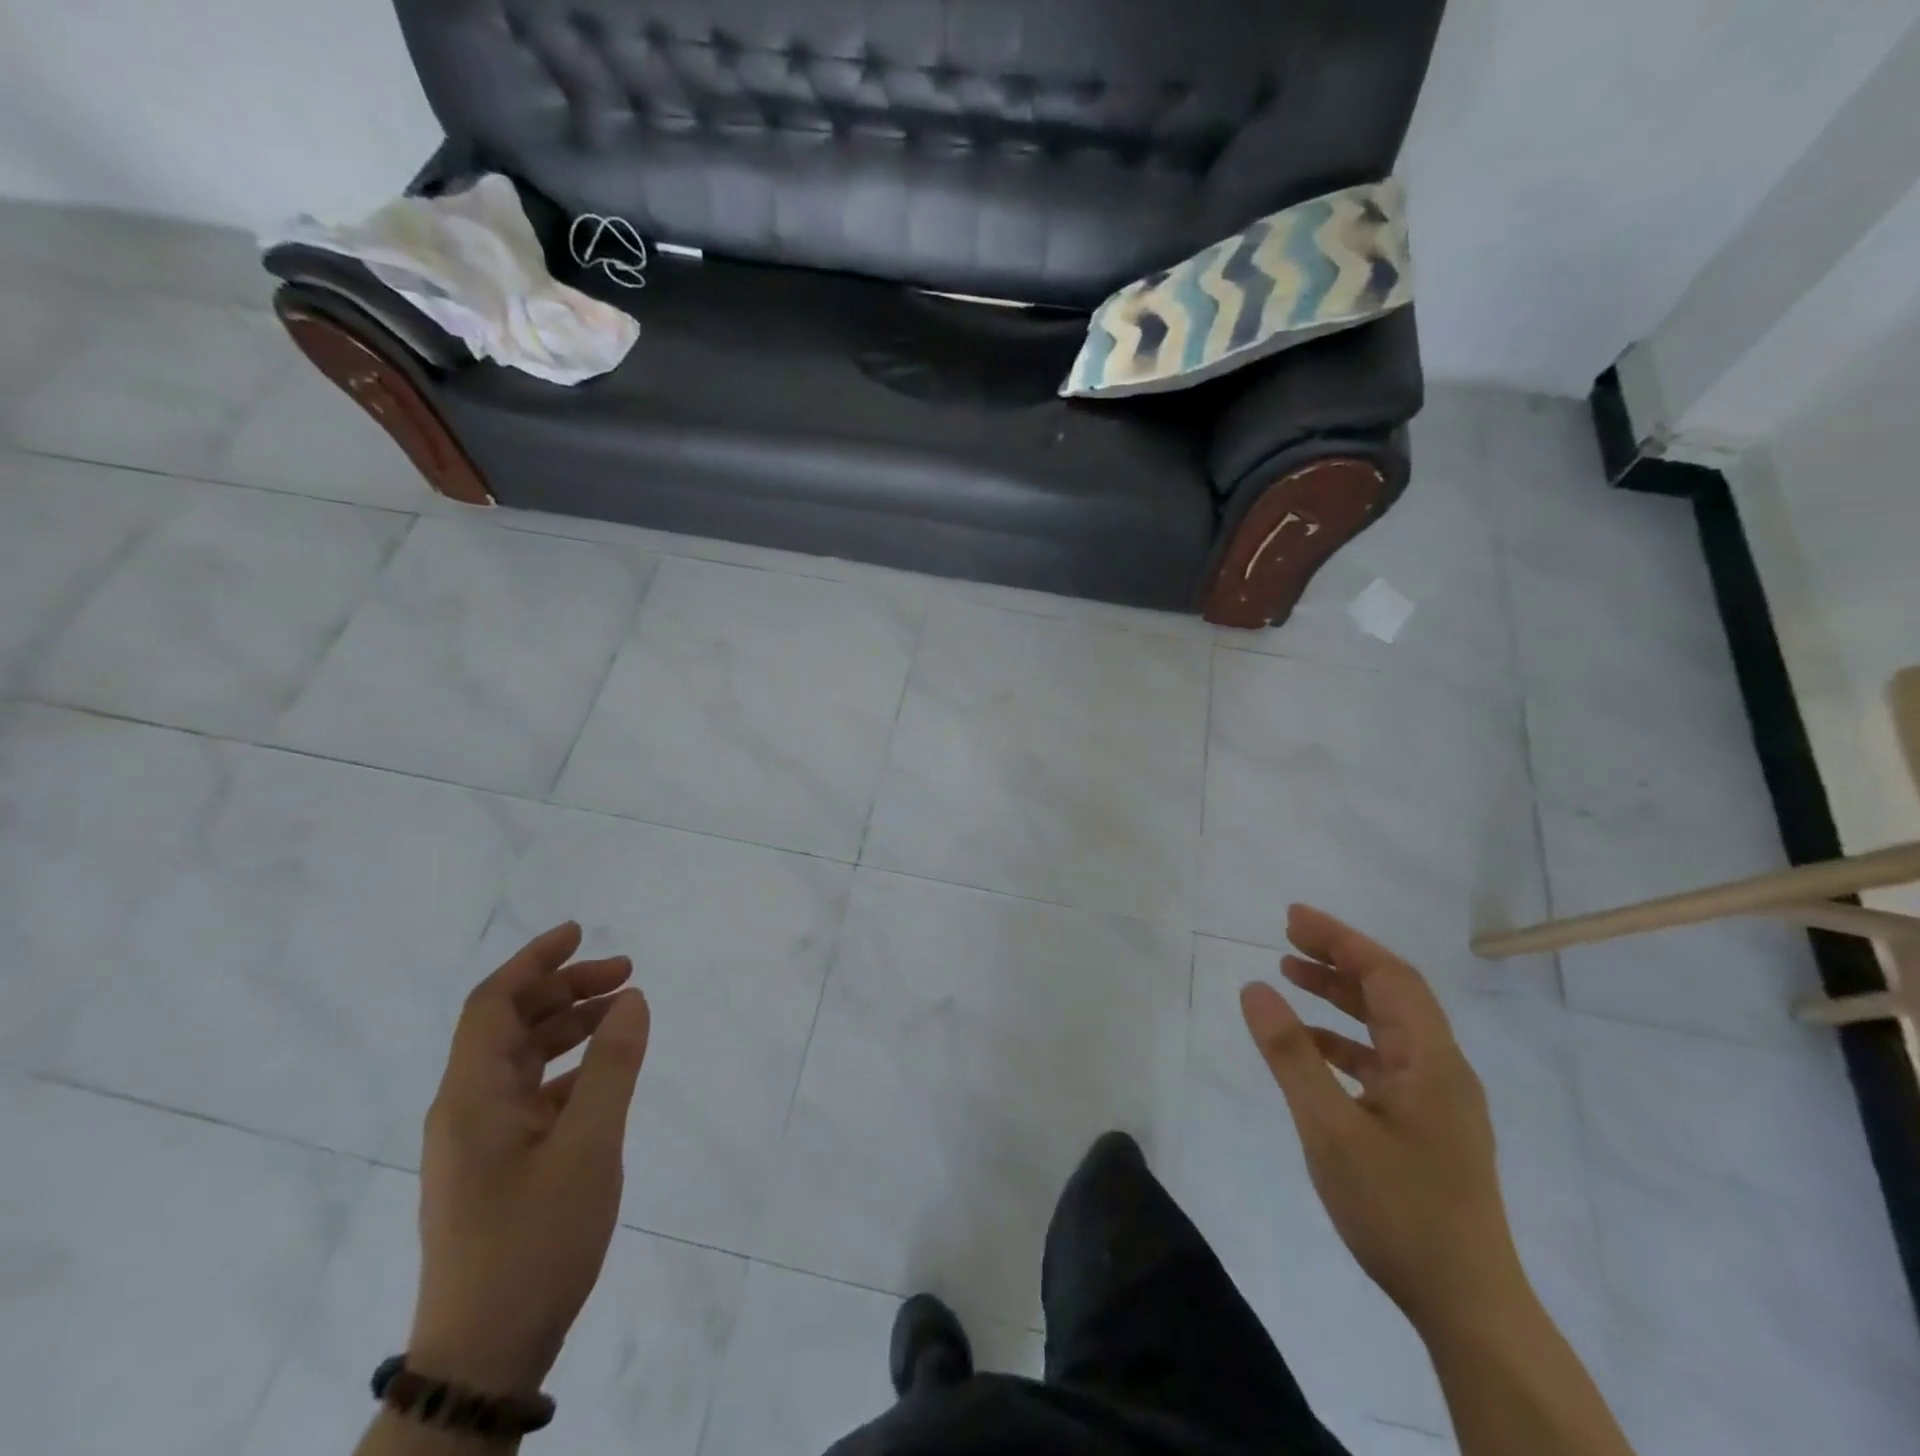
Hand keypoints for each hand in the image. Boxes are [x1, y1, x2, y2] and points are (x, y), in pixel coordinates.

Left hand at [408, 923, 650, 1393]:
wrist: (486, 1353)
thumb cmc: (535, 1241)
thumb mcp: (588, 1147)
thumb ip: (612, 1067)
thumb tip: (632, 999)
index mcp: (472, 1097)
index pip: (492, 1004)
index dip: (534, 960)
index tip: (580, 931)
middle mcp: (468, 1108)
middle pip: (510, 1025)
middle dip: (565, 989)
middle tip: (625, 973)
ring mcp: (481, 1140)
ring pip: (524, 1059)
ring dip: (570, 1026)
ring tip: (623, 1011)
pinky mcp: (499, 1165)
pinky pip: (534, 1094)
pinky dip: (571, 1068)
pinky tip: (607, 1073)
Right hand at [1240, 904, 1526, 1334]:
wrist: (1468, 1308)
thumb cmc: (1399, 1212)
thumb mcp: (1331, 1129)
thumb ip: (1291, 1054)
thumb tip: (1256, 988)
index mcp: (1431, 1061)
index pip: (1389, 975)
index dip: (1341, 940)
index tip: (1292, 918)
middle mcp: (1441, 1069)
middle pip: (1391, 993)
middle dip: (1339, 959)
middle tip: (1286, 937)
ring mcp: (1437, 1099)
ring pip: (1387, 1026)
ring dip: (1340, 996)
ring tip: (1290, 975)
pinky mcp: (1427, 1125)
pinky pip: (1383, 1061)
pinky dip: (1344, 1041)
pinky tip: (1310, 1048)